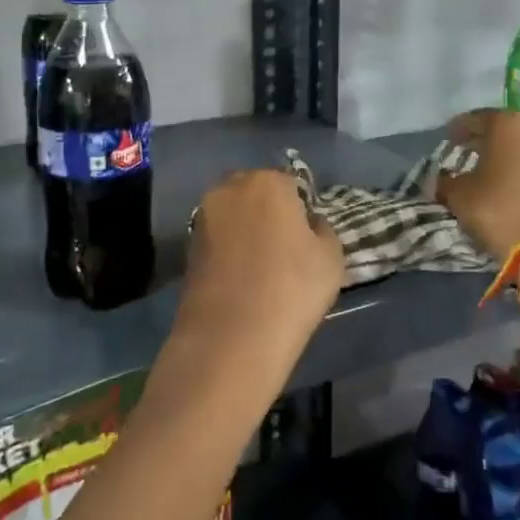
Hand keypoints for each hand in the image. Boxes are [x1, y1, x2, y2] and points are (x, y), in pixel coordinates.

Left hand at [178, 170, 344, 361]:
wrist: (230, 337)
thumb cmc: (291, 289)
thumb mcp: (331, 258)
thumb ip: (323, 229)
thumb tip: (309, 223)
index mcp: (267, 182)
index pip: (291, 183)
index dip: (302, 209)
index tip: (308, 237)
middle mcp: (230, 188)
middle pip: (257, 193)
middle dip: (270, 212)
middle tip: (285, 248)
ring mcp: (203, 216)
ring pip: (234, 215)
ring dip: (246, 230)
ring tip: (261, 266)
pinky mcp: (187, 245)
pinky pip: (218, 238)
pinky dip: (229, 250)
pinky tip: (240, 278)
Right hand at [437, 108, 519, 258]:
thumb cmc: (498, 209)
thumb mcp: (459, 195)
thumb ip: (447, 182)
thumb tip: (441, 181)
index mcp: (509, 124)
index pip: (477, 118)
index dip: (459, 129)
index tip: (448, 139)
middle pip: (504, 131)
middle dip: (484, 142)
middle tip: (466, 154)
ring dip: (506, 158)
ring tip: (487, 175)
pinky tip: (509, 190)